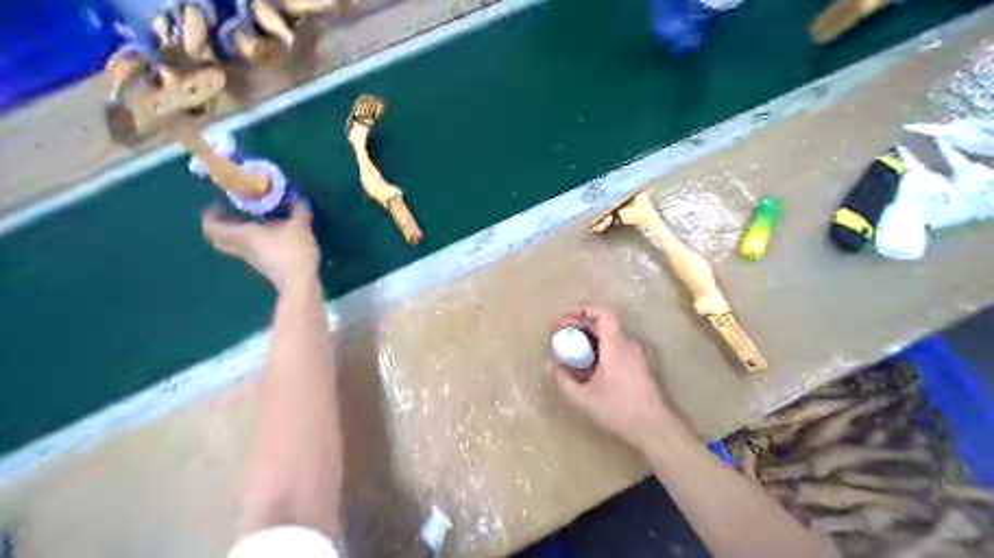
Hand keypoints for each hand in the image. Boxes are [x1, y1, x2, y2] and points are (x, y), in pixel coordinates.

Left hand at [199, 203, 313, 290]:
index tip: (218, 204)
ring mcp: (252, 259)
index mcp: (242, 235)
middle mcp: (242, 247)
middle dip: (220, 225)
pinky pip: (249, 251)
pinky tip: (270, 235)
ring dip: (236, 233)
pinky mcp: (264, 266)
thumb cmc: (293, 251)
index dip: (210, 215)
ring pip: (234, 244)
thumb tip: (299, 199)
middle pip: (218, 238)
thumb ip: (299, 211)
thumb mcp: (300, 227)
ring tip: (252, 221)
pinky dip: (252, 242)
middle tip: (230, 212)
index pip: (211, 226)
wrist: (299, 283)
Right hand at [551, 304, 683, 448]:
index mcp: (617, 345)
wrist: (656, 429)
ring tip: (573, 351)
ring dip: (591, 338)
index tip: (564, 321)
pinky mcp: (642, 367)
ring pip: (612, 336)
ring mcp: (639, 355)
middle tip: (562, 336)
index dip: (583, 311)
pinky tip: (591, 367)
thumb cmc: (619, 410)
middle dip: (581, 325)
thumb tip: (551, 365)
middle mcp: (630, 344)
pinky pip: (619, 348)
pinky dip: (602, 349)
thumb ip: (563, 380)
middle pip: (605, 323)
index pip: (604, 313)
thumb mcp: (583, 398)